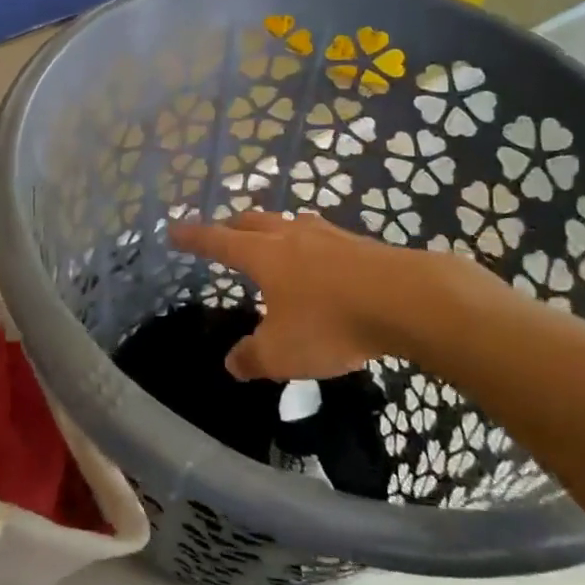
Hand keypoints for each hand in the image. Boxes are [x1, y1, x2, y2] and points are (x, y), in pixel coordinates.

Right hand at [168, 211, 495, 379]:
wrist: (410, 300)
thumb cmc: (332, 323)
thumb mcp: (282, 353)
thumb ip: (252, 358)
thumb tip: (231, 363)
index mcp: (264, 255)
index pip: (218, 241)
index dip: (194, 237)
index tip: (174, 231)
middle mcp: (291, 236)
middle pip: (253, 221)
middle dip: (232, 227)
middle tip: (222, 235)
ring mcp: (330, 236)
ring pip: (291, 224)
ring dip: (274, 230)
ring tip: (273, 242)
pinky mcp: (363, 245)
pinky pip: (324, 238)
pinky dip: (310, 245)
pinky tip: (323, 262)